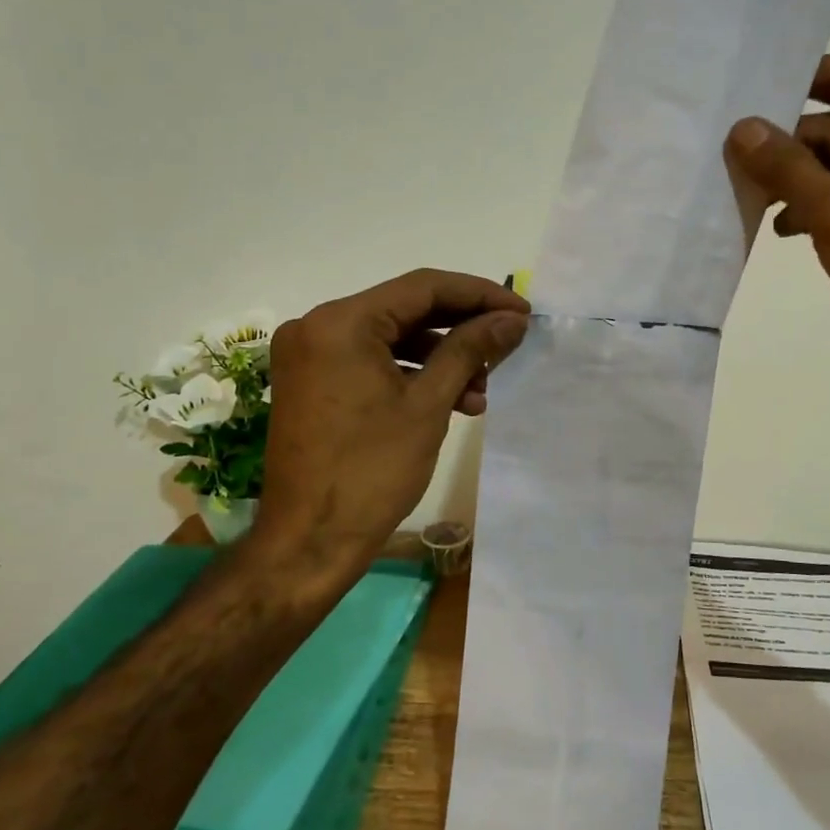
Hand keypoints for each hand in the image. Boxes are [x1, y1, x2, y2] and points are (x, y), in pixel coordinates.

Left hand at [254, 269, 529, 569]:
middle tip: (507, 344)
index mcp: (340, 322)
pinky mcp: (312, 382)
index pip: (423, 287)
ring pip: (391, 337)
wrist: (309, 542)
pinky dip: (410, 374)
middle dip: (461, 328)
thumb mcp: (428, 404)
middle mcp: (317, 326)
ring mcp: (310, 355)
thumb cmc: (371, 472)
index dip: (479, 295)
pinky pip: (371, 361)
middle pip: (406, 310)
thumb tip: (511, 318)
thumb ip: (470, 350)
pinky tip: (450, 399)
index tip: (521, 310)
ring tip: (481, 388)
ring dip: (440, 357)